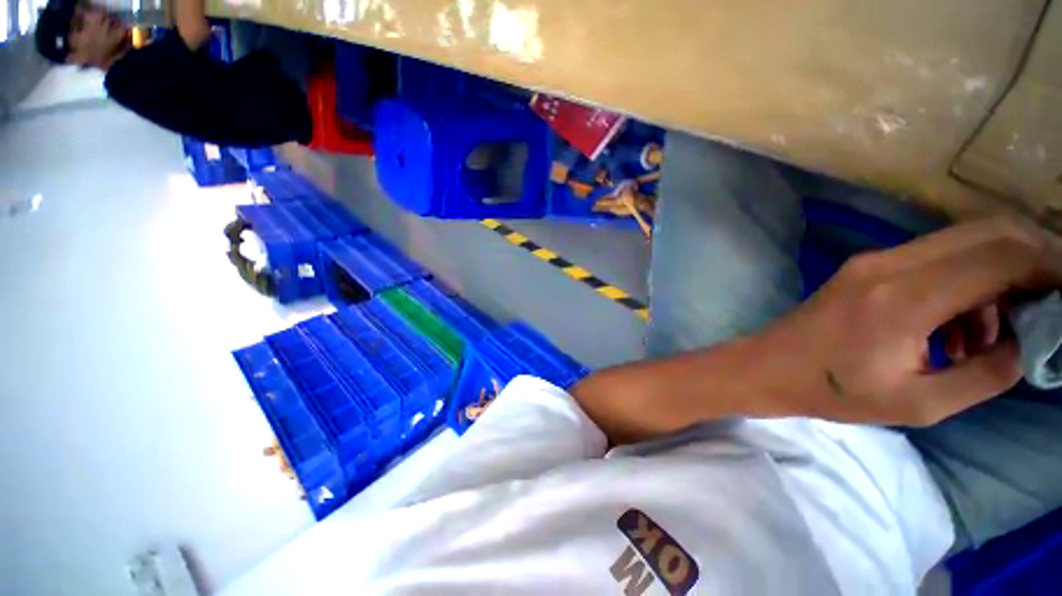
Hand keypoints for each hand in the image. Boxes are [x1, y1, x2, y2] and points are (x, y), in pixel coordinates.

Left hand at [766, 216, 1061, 426]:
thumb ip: (986, 374)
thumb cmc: (832, 391)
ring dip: (993, 280)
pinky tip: (954, 331)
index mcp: (906, 297)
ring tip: (986, 339)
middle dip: (1029, 262)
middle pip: (985, 234)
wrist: (767, 367)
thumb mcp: (920, 402)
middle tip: (1042, 310)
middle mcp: (891, 264)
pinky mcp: (864, 268)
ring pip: (960, 244)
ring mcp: (873, 261)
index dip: (1048, 268)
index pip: (1002, 256)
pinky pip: (932, 259)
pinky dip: (961, 284)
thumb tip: (1027, 342)